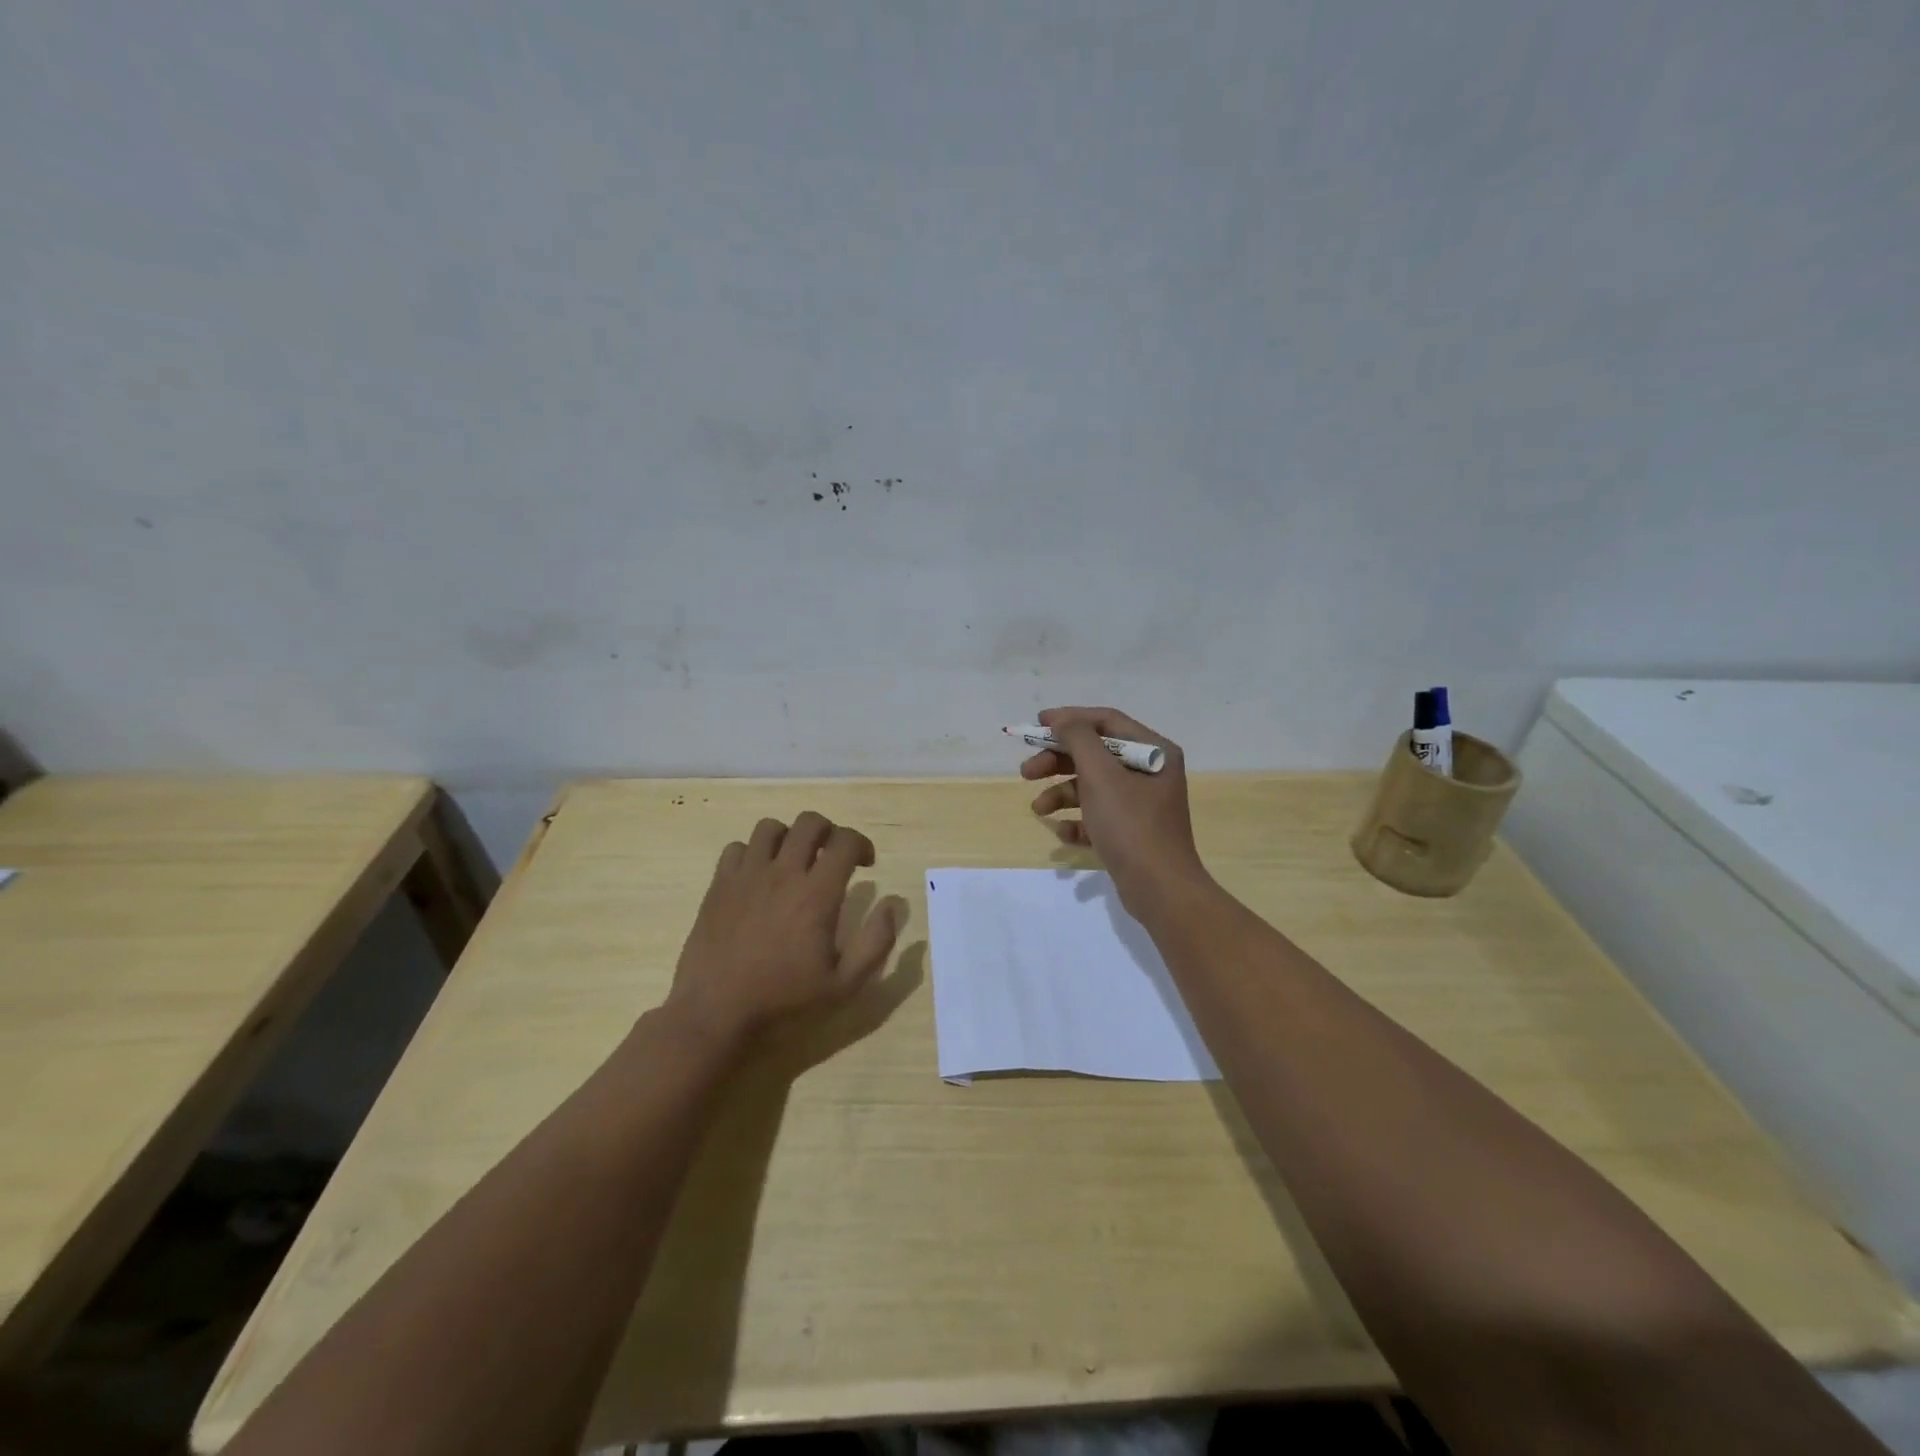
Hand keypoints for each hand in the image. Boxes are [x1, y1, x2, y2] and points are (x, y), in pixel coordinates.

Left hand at [665, 811, 900, 1054]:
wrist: (715, 1013)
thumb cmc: (784, 1000)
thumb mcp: (844, 985)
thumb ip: (876, 942)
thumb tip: (892, 904)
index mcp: (817, 894)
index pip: (845, 841)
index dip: (862, 844)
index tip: (865, 865)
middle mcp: (783, 874)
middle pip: (809, 822)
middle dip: (829, 832)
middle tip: (832, 857)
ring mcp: (747, 876)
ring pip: (771, 827)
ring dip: (789, 837)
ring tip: (793, 862)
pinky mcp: (719, 885)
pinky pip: (737, 848)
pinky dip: (753, 853)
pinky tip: (758, 877)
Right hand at [1023, 706, 1211, 915]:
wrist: (1160, 890)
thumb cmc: (1131, 824)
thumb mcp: (1101, 775)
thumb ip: (1078, 739)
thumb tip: (1062, 719)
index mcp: (1153, 751)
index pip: (1106, 722)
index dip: (1069, 719)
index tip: (1036, 725)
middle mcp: (1150, 773)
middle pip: (1095, 755)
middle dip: (1057, 761)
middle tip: (1026, 772)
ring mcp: (1141, 804)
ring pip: (1092, 787)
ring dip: (1061, 794)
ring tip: (1038, 810)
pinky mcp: (1131, 832)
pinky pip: (1098, 817)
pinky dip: (1078, 821)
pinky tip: (1064, 833)